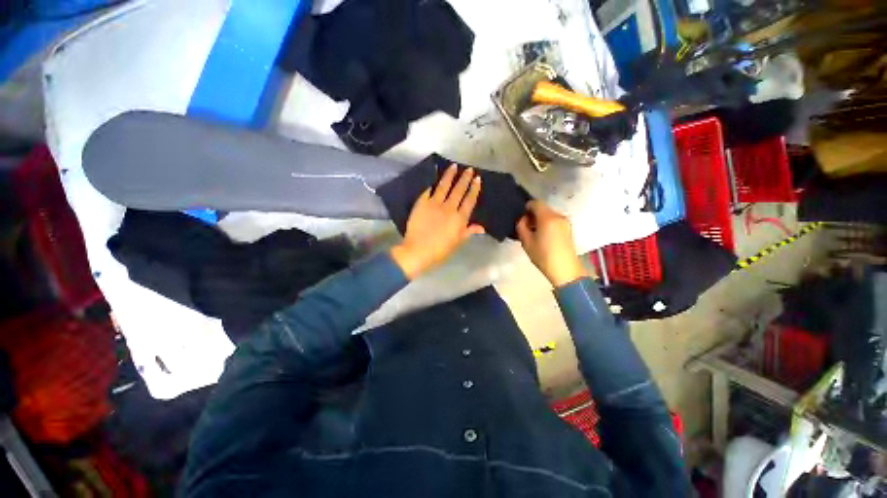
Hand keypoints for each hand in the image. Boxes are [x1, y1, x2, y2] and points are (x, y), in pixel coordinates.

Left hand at [391, 165, 483, 278]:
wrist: (417, 251)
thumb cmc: (440, 251)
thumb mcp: (457, 243)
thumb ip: (468, 231)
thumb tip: (482, 227)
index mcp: (459, 218)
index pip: (469, 200)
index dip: (474, 189)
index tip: (477, 178)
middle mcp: (449, 208)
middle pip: (458, 190)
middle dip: (464, 179)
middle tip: (468, 169)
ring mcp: (434, 204)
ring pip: (444, 186)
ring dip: (449, 176)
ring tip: (453, 166)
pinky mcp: (421, 203)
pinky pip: (428, 191)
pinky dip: (432, 184)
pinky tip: (434, 179)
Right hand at [516, 200, 587, 286]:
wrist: (565, 270)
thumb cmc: (543, 256)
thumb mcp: (526, 242)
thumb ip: (521, 227)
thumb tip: (523, 219)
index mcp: (548, 217)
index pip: (536, 203)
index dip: (526, 207)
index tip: (521, 217)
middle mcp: (558, 216)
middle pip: (543, 208)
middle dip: (533, 215)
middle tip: (525, 226)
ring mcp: (566, 222)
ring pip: (549, 215)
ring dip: (540, 220)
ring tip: (534, 232)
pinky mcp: (568, 229)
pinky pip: (555, 221)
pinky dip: (547, 224)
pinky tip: (543, 236)